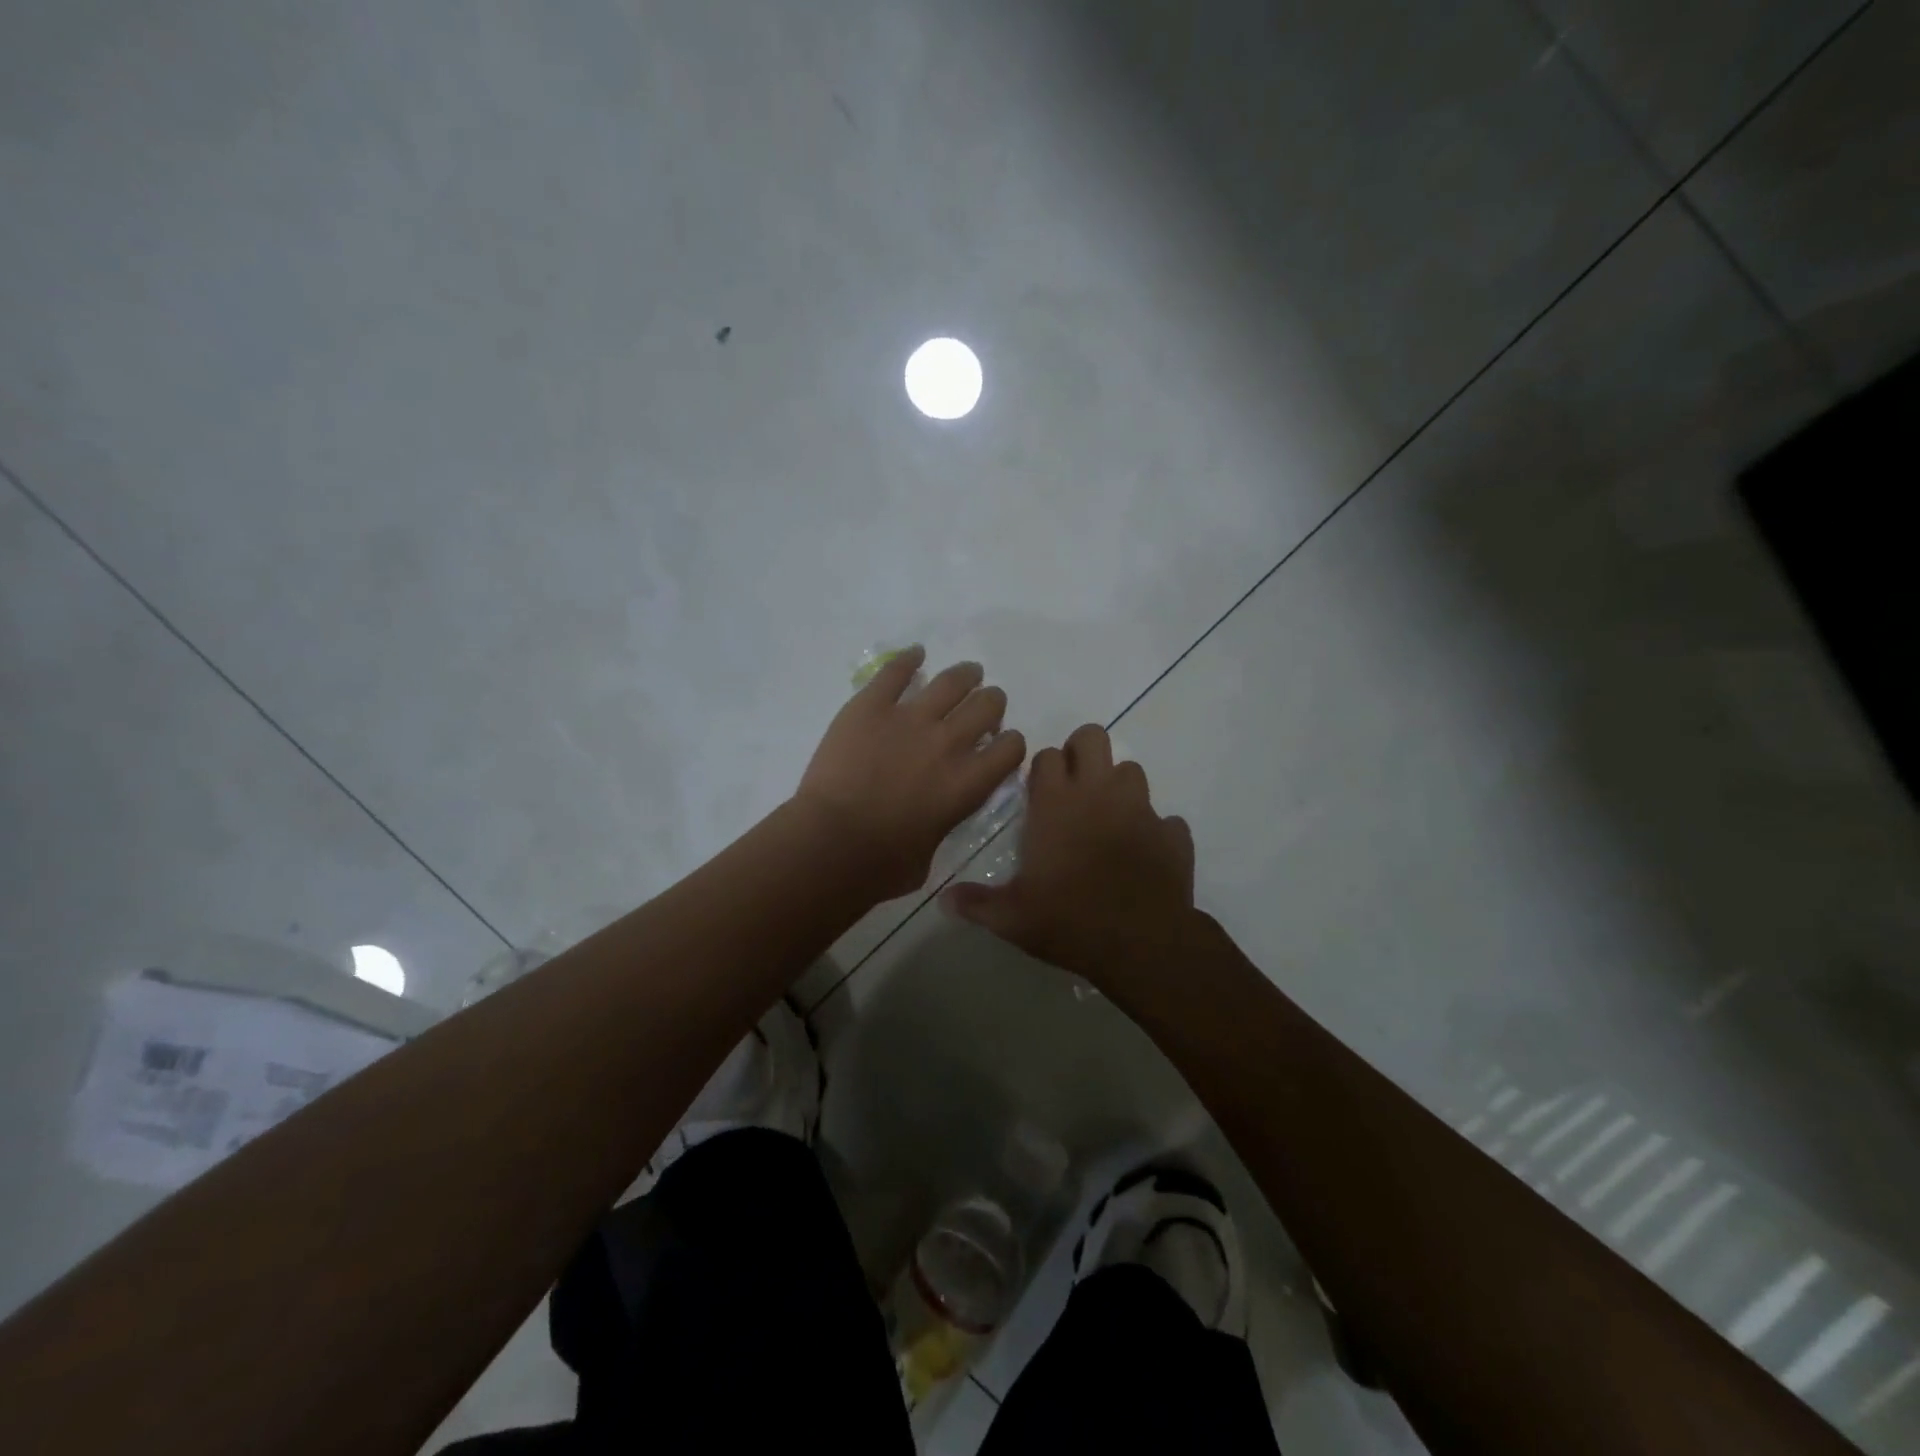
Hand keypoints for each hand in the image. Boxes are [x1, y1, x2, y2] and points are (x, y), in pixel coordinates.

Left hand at [795, 646, 1027, 899]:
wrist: (831, 845)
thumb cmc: (883, 865)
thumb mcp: (933, 852)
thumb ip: (945, 822)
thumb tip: (939, 815)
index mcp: (970, 782)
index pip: (1013, 747)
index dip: (1009, 743)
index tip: (998, 745)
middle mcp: (949, 742)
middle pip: (988, 705)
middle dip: (991, 704)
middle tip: (982, 708)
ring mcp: (909, 718)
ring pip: (952, 681)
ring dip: (965, 675)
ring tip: (967, 673)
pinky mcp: (871, 706)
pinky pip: (896, 671)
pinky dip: (908, 659)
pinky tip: (915, 654)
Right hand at [942, 723, 1195, 987]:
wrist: (1142, 944)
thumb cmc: (1069, 921)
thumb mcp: (1012, 918)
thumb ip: (977, 903)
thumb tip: (944, 900)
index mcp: (1056, 804)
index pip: (1047, 756)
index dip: (1042, 768)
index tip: (1039, 792)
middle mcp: (1099, 794)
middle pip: (1093, 738)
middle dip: (1082, 752)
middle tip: (1074, 786)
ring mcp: (1141, 810)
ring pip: (1132, 770)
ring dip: (1118, 786)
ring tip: (1108, 818)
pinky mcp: (1173, 834)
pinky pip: (1165, 819)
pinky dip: (1154, 830)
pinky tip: (1143, 853)